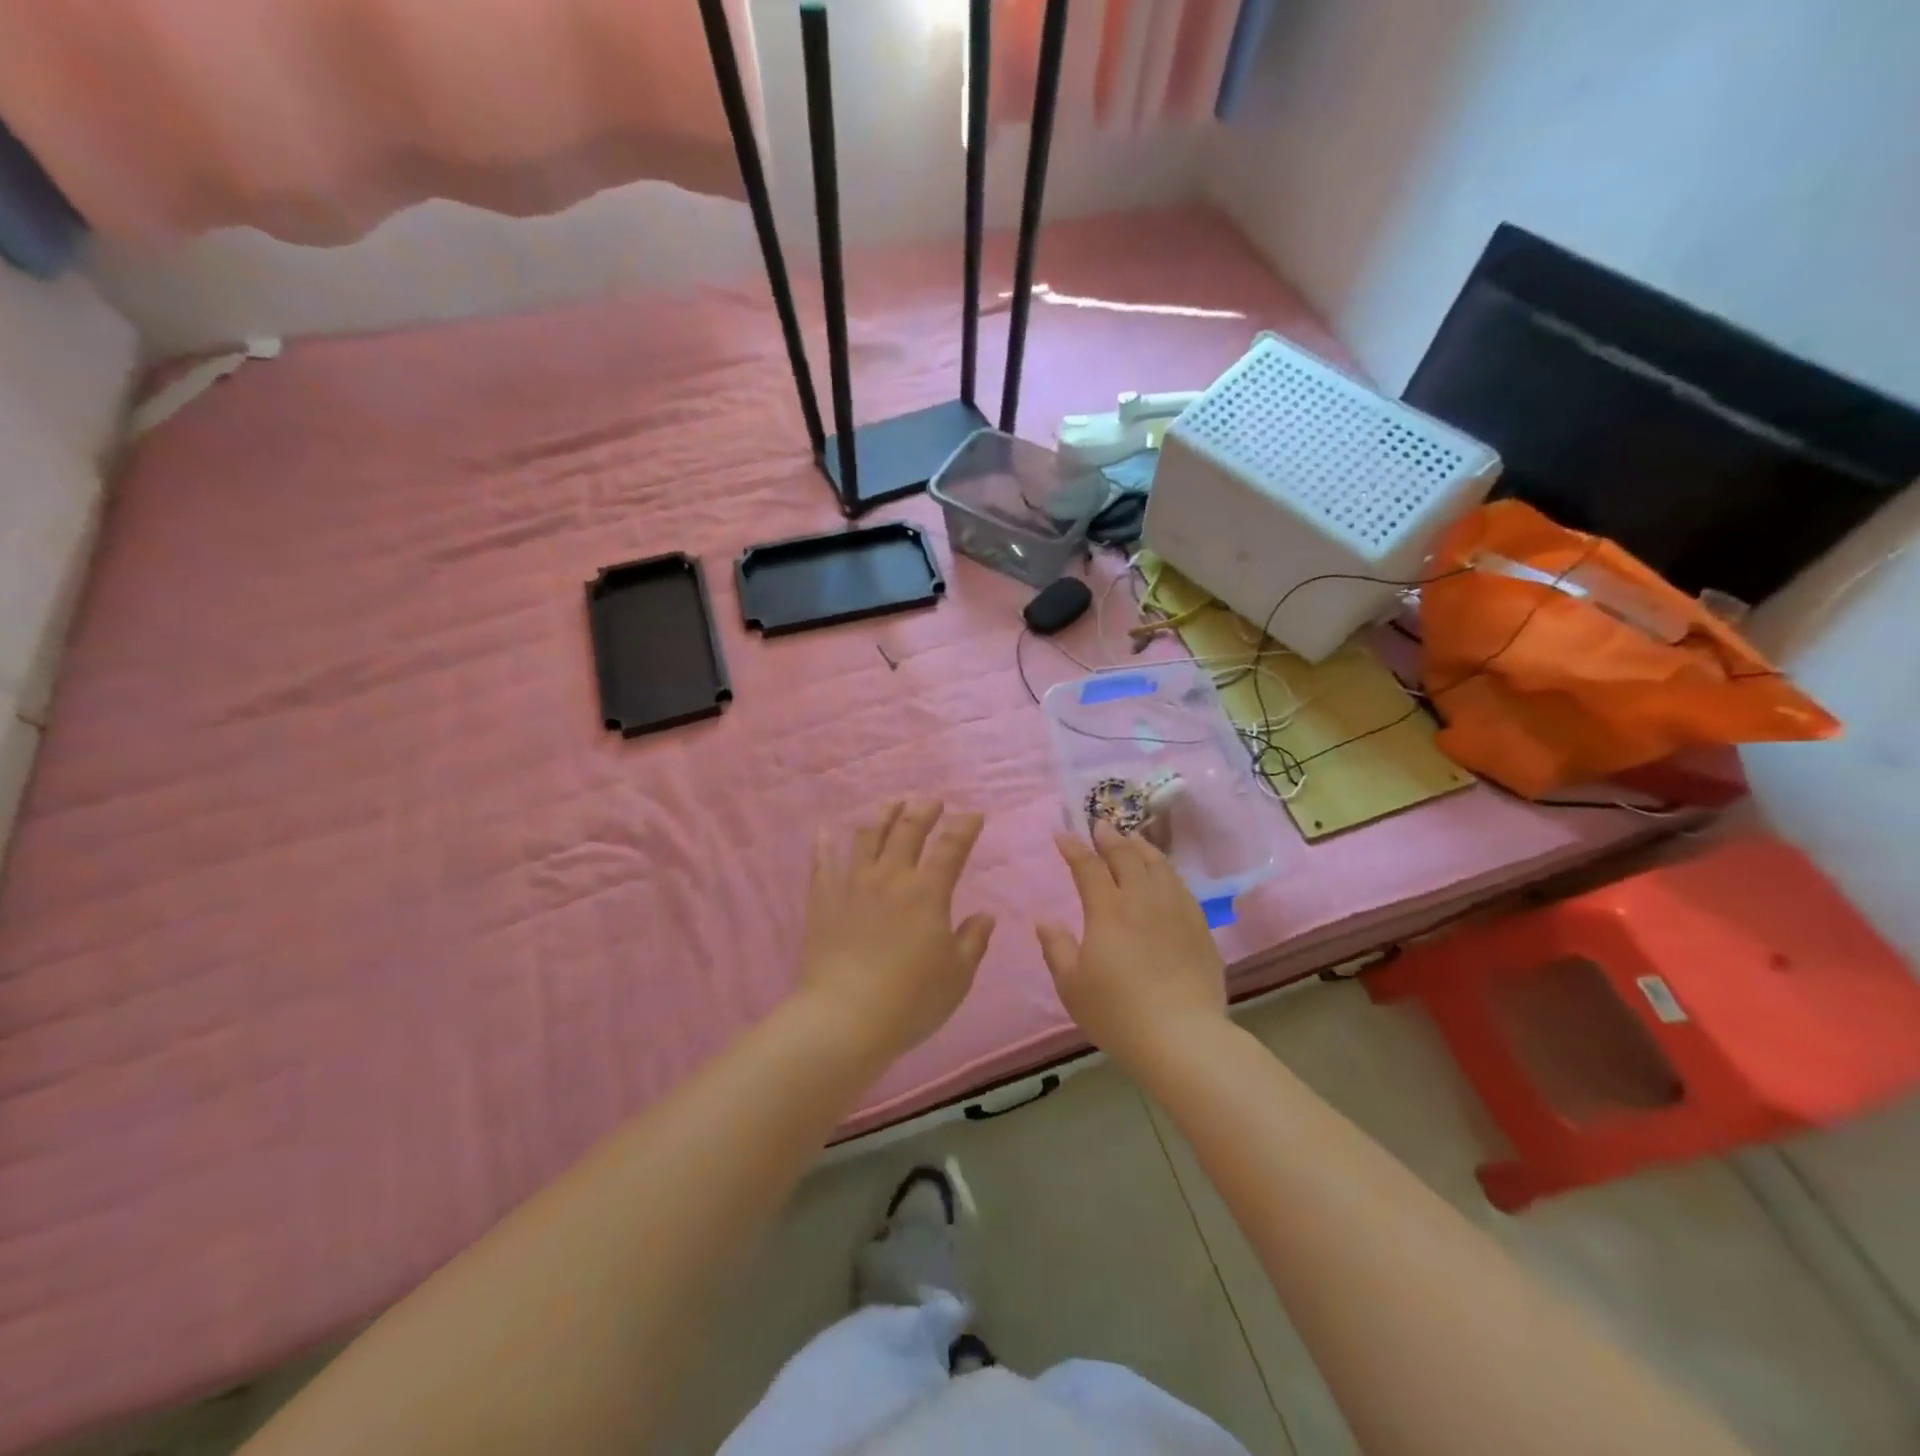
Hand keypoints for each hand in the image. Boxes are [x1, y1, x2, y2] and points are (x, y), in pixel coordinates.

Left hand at [796, 800, 994, 1065]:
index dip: (965, 826)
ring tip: (892, 803)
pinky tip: (824, 831)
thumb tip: (985, 916)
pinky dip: (824, 844)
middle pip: (908, 829)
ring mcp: (853, 885)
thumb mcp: (957, 975)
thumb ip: (973, 941)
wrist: (844, 1018)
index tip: (973, 815)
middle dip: (923, 809)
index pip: (952, 847)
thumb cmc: (910, 1000)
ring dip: (883, 815)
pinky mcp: (823, 900)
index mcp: (928, 892)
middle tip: (932, 801)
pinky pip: (823, 863)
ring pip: (868, 836)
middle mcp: (891, 877)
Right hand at [1036, 822, 1226, 1065]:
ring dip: (1141, 847)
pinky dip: (1167, 871)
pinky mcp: (1200, 927)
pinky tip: (1164, 874)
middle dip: (1110, 838)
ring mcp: (1176, 911)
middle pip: (1126, 857)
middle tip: (1100, 826)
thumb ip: (1056, 949)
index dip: (1074, 848)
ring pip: (1158, 866)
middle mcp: (1142, 900)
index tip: (1063, 835)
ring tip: (1132, 838)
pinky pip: (1181, 887)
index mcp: (1107, 911)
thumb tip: (1045, 922)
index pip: (1088, 867)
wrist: (1182, 1037)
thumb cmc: (1117, 1013)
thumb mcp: (1072, 986)